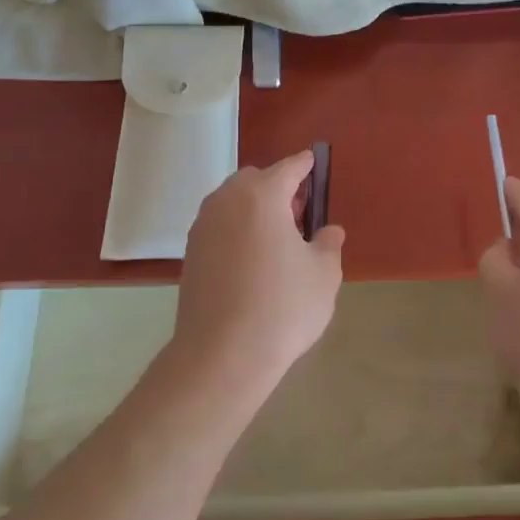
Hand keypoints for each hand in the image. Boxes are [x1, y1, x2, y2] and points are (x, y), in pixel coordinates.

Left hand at [172, 151, 345, 393]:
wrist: (222, 354)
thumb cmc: (282, 306)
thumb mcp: (323, 275)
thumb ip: (328, 245)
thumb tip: (328, 232)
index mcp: (262, 195)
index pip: (288, 168)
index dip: (304, 166)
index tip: (313, 164)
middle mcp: (227, 201)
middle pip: (255, 180)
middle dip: (276, 188)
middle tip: (298, 216)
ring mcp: (203, 226)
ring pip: (232, 202)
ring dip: (254, 209)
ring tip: (276, 242)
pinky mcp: (190, 253)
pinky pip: (219, 226)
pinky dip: (236, 230)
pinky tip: (252, 262)